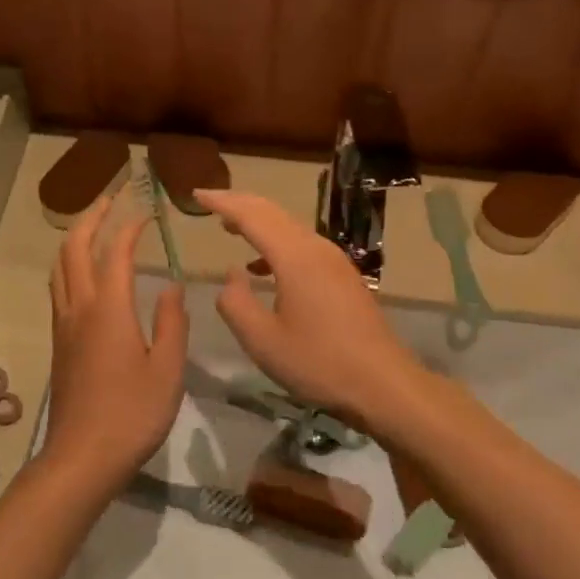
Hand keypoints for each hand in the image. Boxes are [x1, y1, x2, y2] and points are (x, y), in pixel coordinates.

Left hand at [43, 197, 189, 492]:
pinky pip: (58, 287)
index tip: (147, 211)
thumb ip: (172, 322)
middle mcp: (79, 308)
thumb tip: (172, 286)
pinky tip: (84, 273)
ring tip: (94, 225)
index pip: (116, 253)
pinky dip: (69, 264)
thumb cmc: (133, 414)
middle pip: (74, 248)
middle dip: (91, 217)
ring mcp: (63, 325)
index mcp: (109, 309)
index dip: (130, 227)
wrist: (82, 457)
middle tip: (110, 198)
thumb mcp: (168, 369)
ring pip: (60, 266)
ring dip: (75, 238)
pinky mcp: (58, 342)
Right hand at [194, 189, 428, 425]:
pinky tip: (261, 267)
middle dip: (239, 203)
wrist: (383, 384)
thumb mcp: (263, 341)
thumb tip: (231, 275)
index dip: (222, 203)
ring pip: (289, 226)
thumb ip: (235, 303)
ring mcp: (334, 260)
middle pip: (272, 212)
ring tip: (230, 227)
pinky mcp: (342, 276)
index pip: (251, 216)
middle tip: (209, 201)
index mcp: (295, 258)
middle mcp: (316, 248)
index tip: (196, 194)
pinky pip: (301, 244)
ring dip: (258, 221)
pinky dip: (275, 243)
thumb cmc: (318, 363)